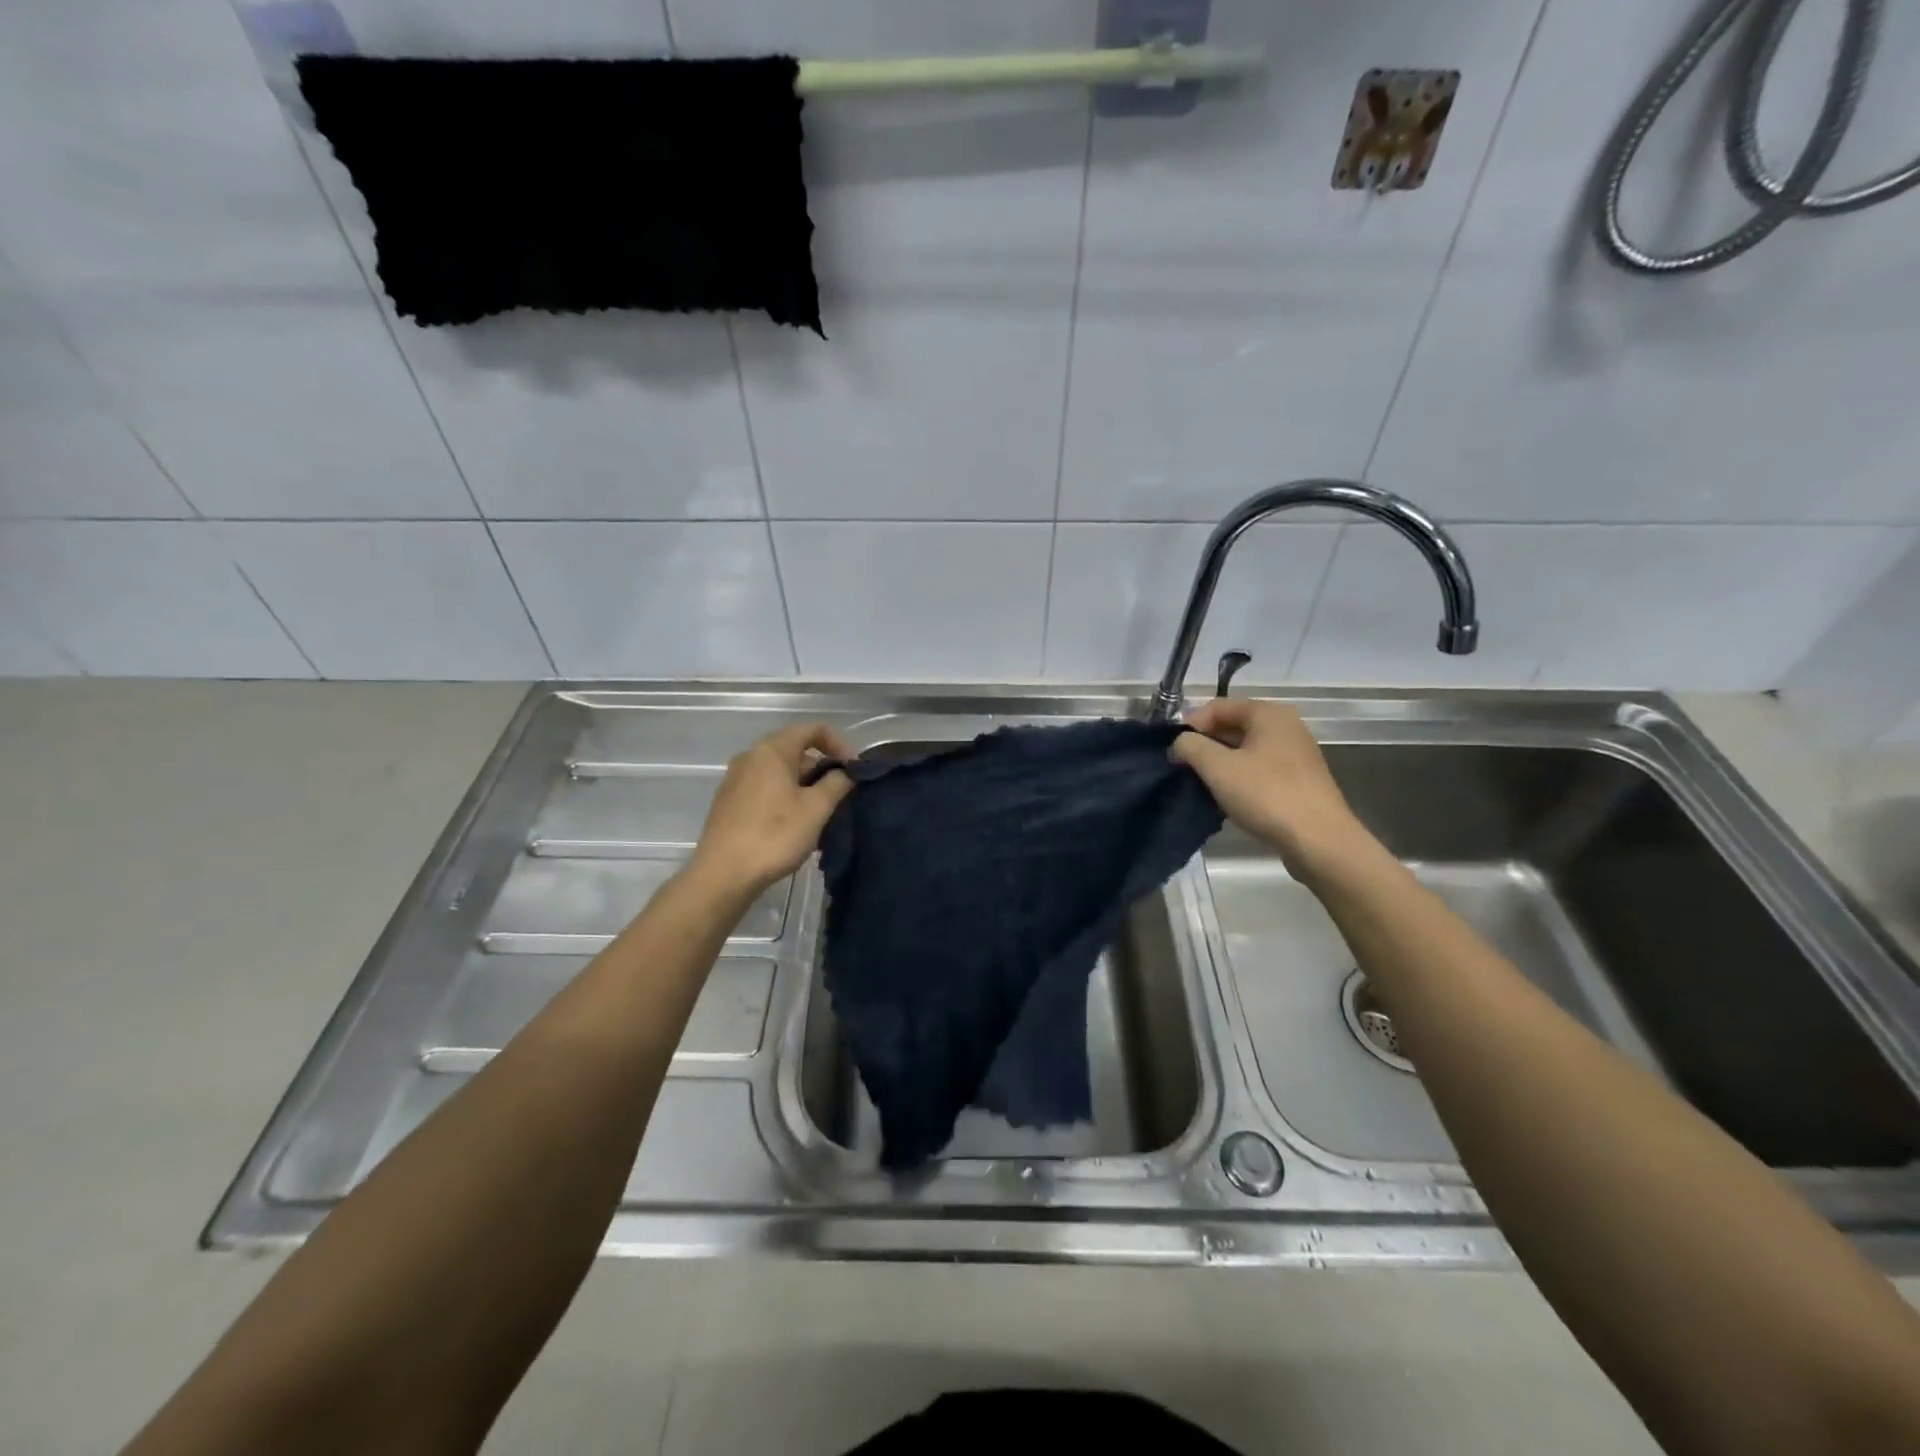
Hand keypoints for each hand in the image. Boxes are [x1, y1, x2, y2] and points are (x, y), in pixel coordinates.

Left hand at [687, 724, 855, 896]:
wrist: (722, 875)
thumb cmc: (774, 835)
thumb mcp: (816, 809)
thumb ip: (837, 783)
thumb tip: (845, 772)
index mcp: (772, 750)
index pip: (813, 729)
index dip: (840, 744)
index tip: (855, 770)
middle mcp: (751, 757)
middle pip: (796, 750)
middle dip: (823, 769)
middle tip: (843, 796)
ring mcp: (736, 780)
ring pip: (781, 772)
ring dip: (806, 786)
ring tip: (823, 815)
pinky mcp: (730, 803)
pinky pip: (766, 789)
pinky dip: (787, 798)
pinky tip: (797, 826)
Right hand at [1171, 698, 1370, 876]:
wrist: (1319, 841)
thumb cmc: (1266, 795)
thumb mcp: (1217, 767)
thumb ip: (1190, 746)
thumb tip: (1180, 743)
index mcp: (1269, 713)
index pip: (1217, 706)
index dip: (1190, 725)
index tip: (1173, 751)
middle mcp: (1286, 726)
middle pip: (1232, 726)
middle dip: (1205, 745)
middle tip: (1184, 769)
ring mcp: (1296, 754)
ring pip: (1245, 750)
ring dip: (1220, 764)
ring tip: (1202, 785)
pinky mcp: (1300, 780)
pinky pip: (1260, 769)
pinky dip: (1240, 778)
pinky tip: (1228, 798)